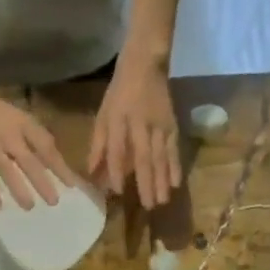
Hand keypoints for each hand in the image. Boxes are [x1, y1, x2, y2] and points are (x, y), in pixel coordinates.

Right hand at [0, 85, 74, 209]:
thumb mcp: (22, 119)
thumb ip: (38, 140)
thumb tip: (57, 163)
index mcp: (24, 126)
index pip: (45, 146)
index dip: (59, 166)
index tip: (71, 185)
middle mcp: (10, 137)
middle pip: (29, 162)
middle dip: (42, 182)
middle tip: (53, 202)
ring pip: (7, 171)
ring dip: (19, 189)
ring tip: (29, 207)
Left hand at [88, 53, 181, 209]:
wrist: (146, 63)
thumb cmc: (120, 92)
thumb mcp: (103, 114)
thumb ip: (98, 144)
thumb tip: (92, 173)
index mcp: (118, 118)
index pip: (117, 148)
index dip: (117, 170)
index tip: (116, 191)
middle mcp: (140, 123)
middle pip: (144, 156)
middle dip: (146, 182)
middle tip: (148, 206)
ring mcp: (159, 124)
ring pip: (161, 155)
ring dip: (162, 180)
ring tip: (162, 201)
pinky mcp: (172, 124)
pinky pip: (174, 149)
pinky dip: (176, 166)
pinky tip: (176, 184)